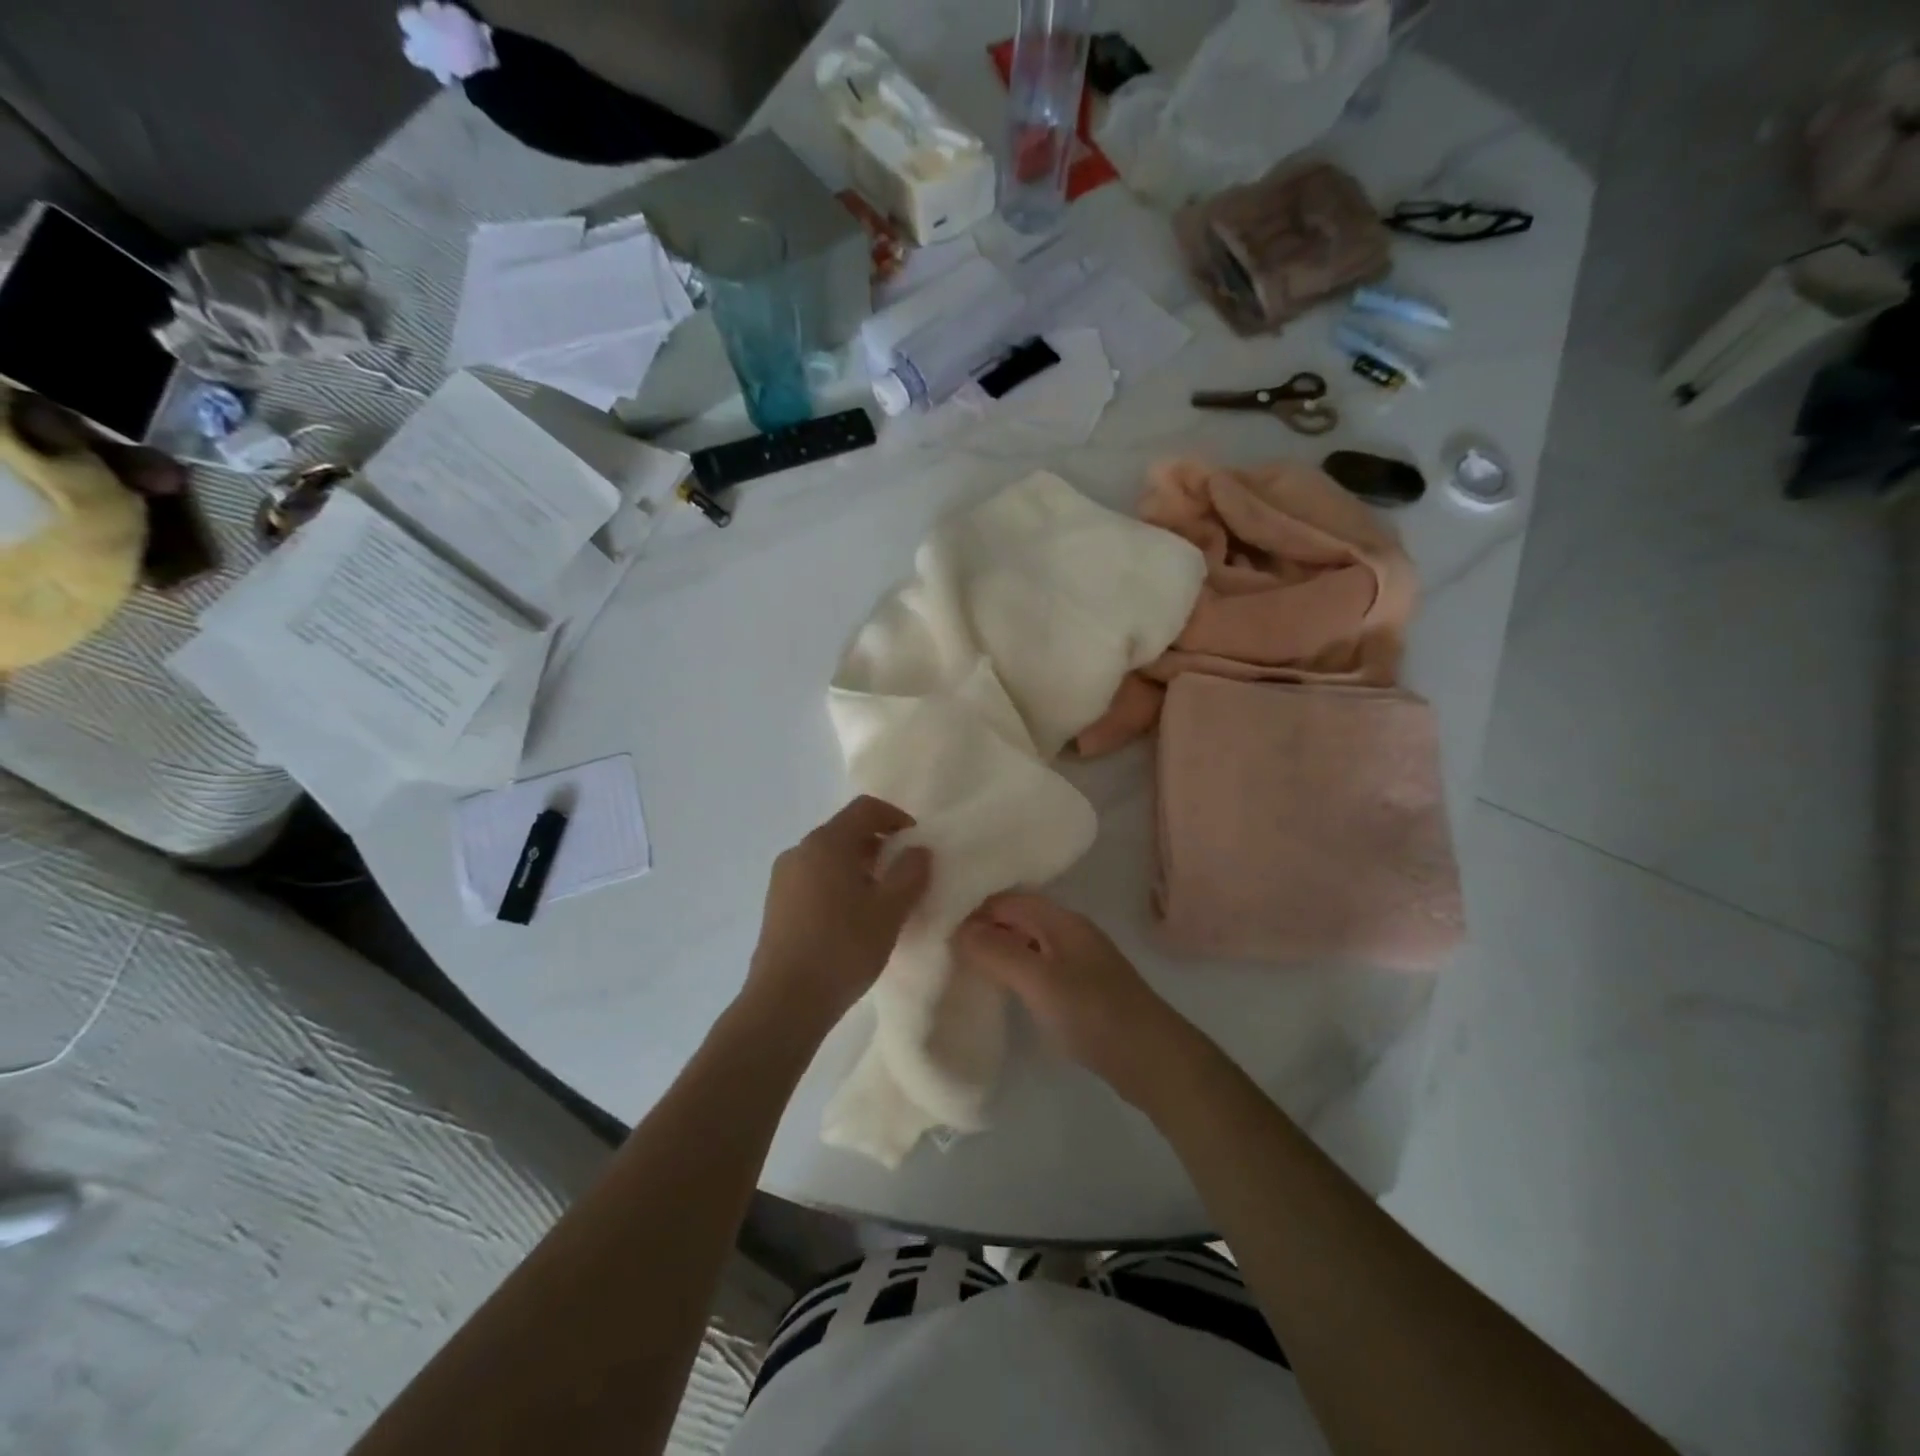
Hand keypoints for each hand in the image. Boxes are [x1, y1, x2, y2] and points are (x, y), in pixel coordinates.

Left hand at [745, 796, 931, 1029]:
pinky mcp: (776, 904)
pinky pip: (814, 878)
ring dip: (858, 867)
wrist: (785, 1002)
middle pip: (845, 831)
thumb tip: (918, 850)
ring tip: (880, 900)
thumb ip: (910, 874)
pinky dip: (838, 884)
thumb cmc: (843, 948)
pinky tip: (851, 919)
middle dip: (879, 845)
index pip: (866, 808)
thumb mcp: (889, 911)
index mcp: (826, 843)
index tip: (916, 843)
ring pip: (829, 857)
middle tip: (903, 874)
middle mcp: (800, 851)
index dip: (896, 817)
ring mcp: (783, 878)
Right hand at [953, 893, 1186, 1102]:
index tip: (937, 919)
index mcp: (1062, 921)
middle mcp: (1070, 932)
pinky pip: (1038, 966)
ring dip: (998, 949)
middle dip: (983, 926)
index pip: (1009, 898)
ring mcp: (1078, 960)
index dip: (974, 905)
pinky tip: (998, 987)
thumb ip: (999, 952)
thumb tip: (959, 928)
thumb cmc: (1094, 1014)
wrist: (1152, 1060)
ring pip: (1028, 943)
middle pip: (1018, 918)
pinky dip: (1015, 970)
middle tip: (941, 942)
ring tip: (960, 962)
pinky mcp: (1081, 988)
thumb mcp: (1040, 982)